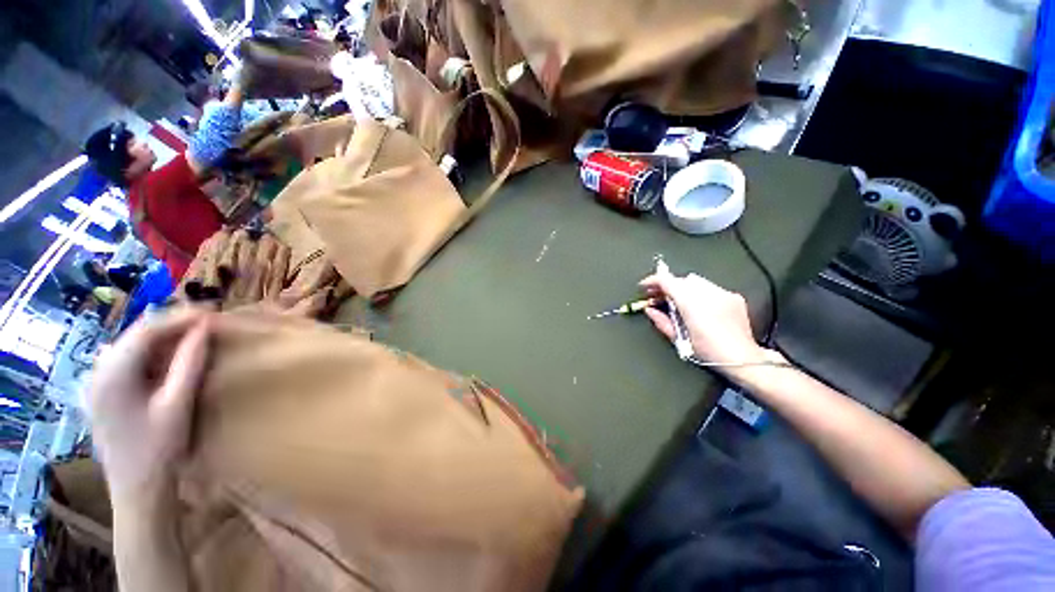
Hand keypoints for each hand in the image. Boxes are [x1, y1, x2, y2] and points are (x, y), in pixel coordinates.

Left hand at [86, 309, 211, 502]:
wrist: (137, 489)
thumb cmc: (159, 448)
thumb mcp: (179, 403)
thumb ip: (190, 362)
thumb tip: (205, 328)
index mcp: (112, 374)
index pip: (146, 330)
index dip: (180, 317)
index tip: (212, 312)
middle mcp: (98, 371)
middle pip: (136, 335)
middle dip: (173, 325)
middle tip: (207, 323)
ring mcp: (97, 382)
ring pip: (132, 346)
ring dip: (164, 339)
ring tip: (194, 338)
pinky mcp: (102, 392)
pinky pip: (128, 361)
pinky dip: (153, 354)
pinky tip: (171, 359)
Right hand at [639, 271, 767, 365]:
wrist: (743, 358)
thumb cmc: (708, 352)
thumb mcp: (679, 339)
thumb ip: (661, 321)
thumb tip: (649, 310)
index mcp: (691, 304)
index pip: (667, 281)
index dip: (652, 281)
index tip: (644, 286)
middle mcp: (707, 294)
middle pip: (680, 280)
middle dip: (667, 286)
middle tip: (657, 296)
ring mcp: (722, 293)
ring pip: (696, 281)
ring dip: (682, 288)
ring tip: (677, 301)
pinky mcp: (733, 296)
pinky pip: (711, 288)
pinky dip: (699, 293)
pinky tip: (698, 306)